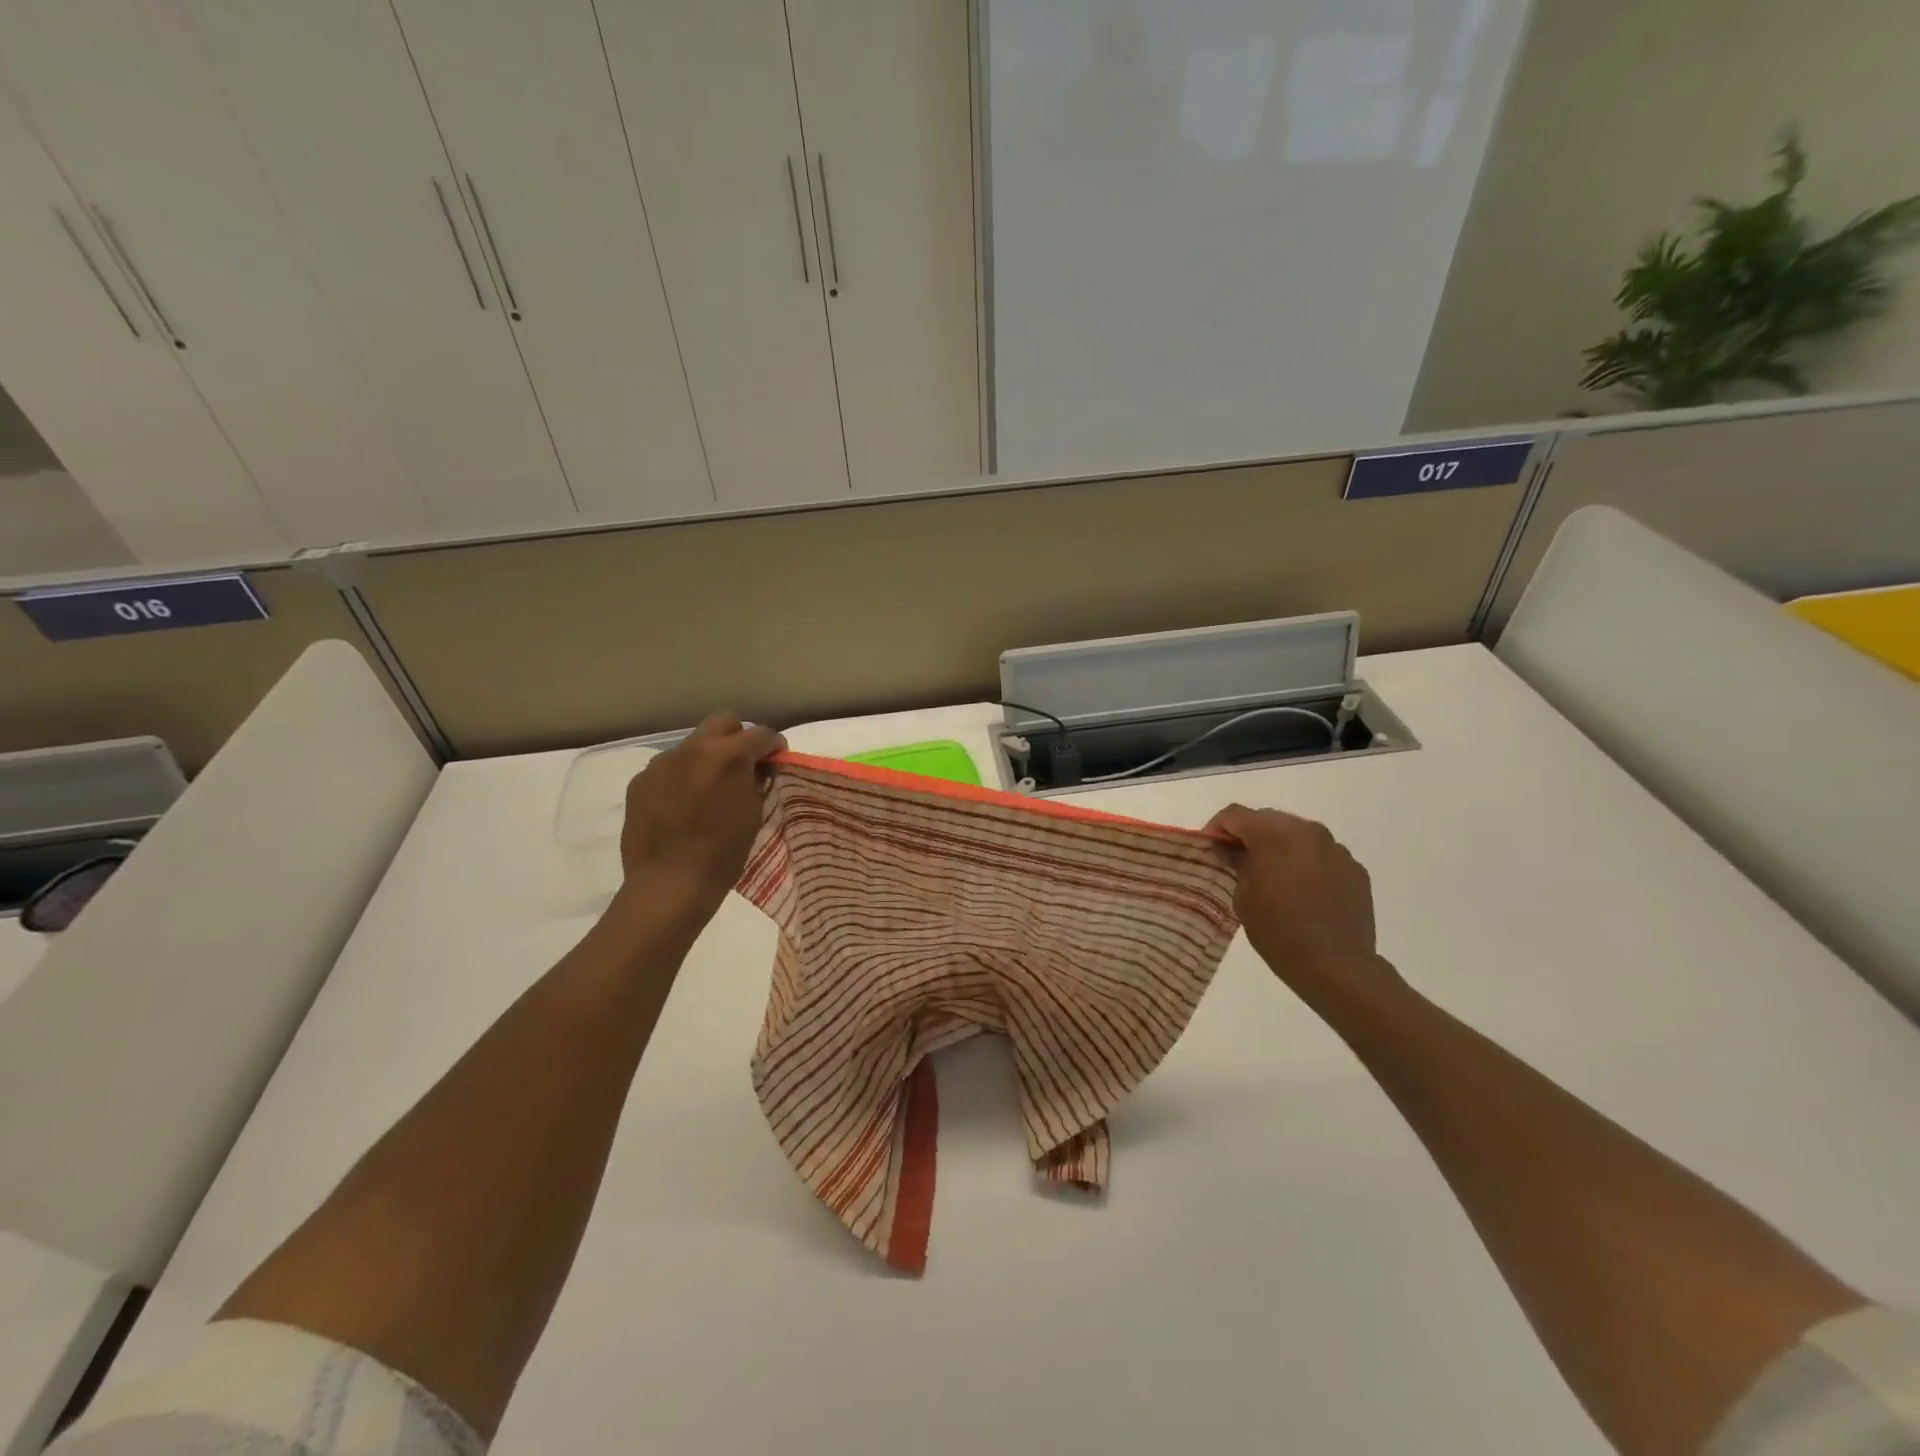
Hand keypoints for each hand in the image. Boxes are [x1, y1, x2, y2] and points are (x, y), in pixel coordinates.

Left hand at [617, 713, 784, 917]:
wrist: (669, 883)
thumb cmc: (723, 852)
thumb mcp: (753, 812)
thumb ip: (755, 780)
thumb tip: (756, 767)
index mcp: (727, 755)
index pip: (761, 735)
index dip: (774, 745)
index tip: (778, 759)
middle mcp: (692, 748)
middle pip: (722, 722)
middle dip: (738, 737)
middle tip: (745, 764)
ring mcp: (661, 763)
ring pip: (692, 746)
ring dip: (706, 758)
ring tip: (709, 788)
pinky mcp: (640, 782)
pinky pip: (668, 769)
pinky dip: (681, 778)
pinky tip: (682, 804)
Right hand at [1205, 804, 1401, 1011]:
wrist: (1336, 965)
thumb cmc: (1278, 930)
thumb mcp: (1243, 897)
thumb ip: (1237, 864)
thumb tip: (1233, 852)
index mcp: (1274, 834)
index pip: (1234, 814)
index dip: (1216, 828)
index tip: (1210, 849)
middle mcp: (1307, 831)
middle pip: (1268, 819)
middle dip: (1249, 835)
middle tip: (1237, 861)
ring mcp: (1335, 849)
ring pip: (1298, 835)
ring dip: (1280, 847)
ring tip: (1273, 876)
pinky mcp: (1355, 869)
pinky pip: (1321, 855)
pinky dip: (1306, 863)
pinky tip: (1302, 891)